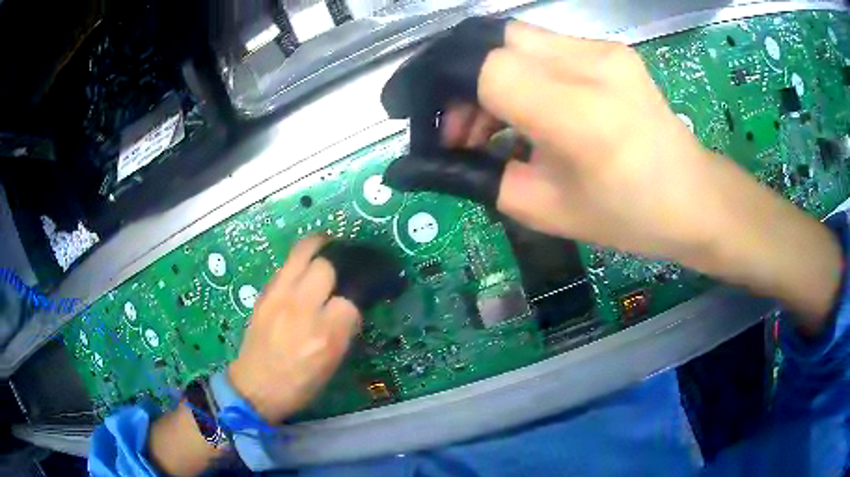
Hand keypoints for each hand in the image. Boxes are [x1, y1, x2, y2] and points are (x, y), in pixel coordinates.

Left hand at [227, 236, 360, 422]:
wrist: (255, 386)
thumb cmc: (299, 384)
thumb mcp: (332, 364)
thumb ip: (344, 331)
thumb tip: (351, 306)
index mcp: (324, 335)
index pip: (350, 302)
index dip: (355, 303)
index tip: (353, 307)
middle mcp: (301, 309)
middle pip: (326, 266)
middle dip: (339, 265)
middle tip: (343, 270)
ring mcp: (278, 297)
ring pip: (302, 252)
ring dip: (319, 246)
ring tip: (329, 246)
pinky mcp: (264, 293)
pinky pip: (286, 265)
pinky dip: (299, 262)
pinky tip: (303, 271)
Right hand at [383, 19, 841, 327]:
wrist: (695, 198)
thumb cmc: (629, 218)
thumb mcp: (546, 211)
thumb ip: (477, 179)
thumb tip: (417, 166)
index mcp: (578, 115)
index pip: (482, 69)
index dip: (438, 90)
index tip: (426, 125)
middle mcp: (591, 64)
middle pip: (491, 40)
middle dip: (456, 79)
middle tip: (457, 128)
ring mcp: (604, 50)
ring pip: (513, 38)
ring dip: (485, 75)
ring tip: (490, 126)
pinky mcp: (610, 50)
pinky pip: (541, 46)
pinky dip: (516, 72)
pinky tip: (526, 109)